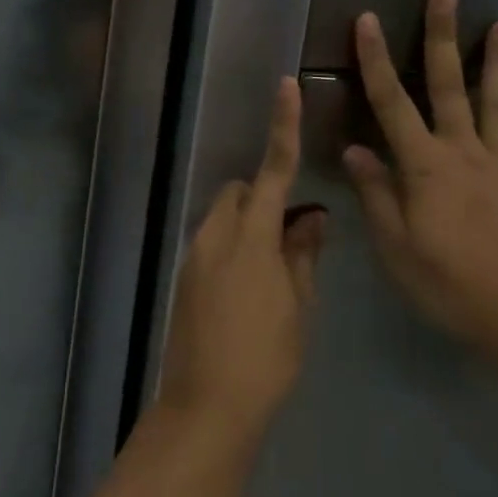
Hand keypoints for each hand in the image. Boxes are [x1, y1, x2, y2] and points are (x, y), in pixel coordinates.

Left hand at [159, 77, 325, 440]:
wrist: (205, 409)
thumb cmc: (265, 358)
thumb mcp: (298, 306)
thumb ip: (304, 254)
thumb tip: (313, 217)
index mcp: (251, 236)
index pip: (273, 169)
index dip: (283, 126)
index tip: (286, 86)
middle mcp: (216, 234)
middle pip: (240, 191)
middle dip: (263, 196)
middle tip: (292, 235)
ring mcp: (195, 256)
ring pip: (223, 216)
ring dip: (248, 224)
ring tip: (273, 270)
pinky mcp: (184, 278)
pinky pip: (212, 242)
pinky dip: (233, 247)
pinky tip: (249, 291)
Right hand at [344, 0, 497, 371]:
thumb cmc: (450, 285)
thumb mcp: (397, 248)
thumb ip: (375, 194)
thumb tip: (354, 149)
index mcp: (425, 166)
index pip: (391, 102)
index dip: (374, 59)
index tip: (367, 19)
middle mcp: (463, 152)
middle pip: (449, 85)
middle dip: (442, 37)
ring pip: (496, 101)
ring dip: (497, 61)